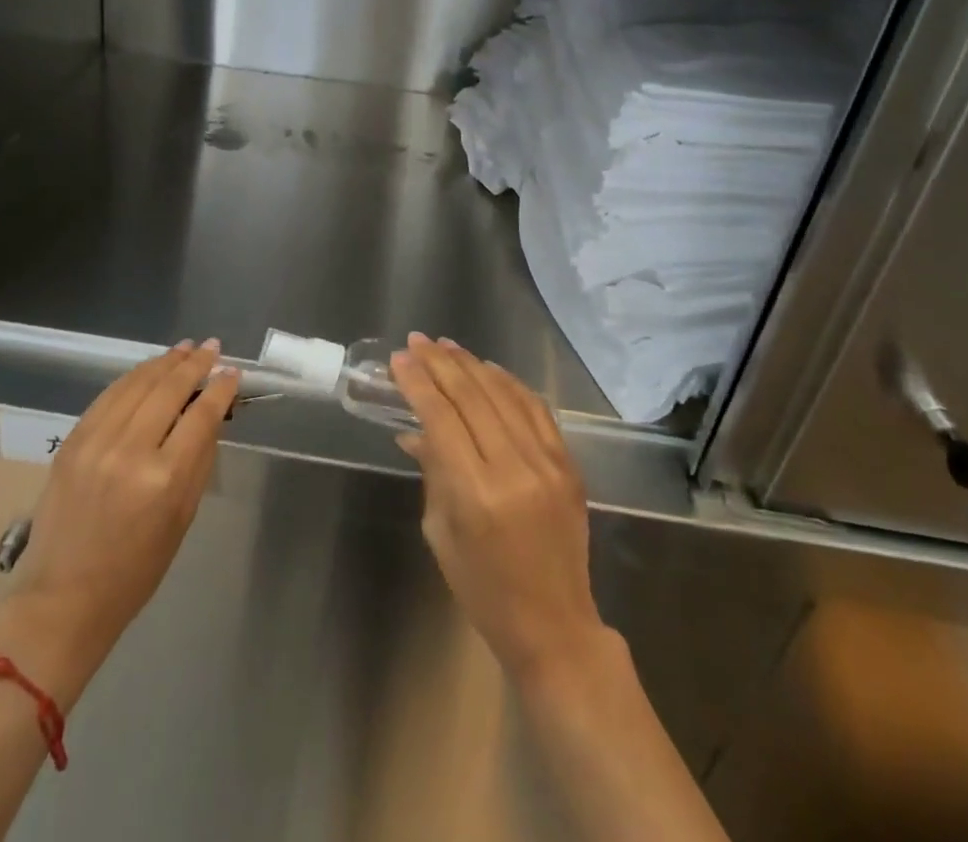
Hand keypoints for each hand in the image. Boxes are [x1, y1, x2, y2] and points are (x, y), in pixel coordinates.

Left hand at [0, 341, 237, 704]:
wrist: (64, 597)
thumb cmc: (136, 570)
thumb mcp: (182, 518)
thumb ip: (199, 460)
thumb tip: (211, 415)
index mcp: (164, 478)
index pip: (201, 415)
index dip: (220, 389)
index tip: (233, 372)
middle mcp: (129, 451)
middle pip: (169, 389)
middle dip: (195, 364)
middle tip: (212, 347)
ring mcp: (96, 442)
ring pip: (137, 384)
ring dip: (164, 362)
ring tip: (185, 349)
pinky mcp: (72, 441)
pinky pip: (108, 396)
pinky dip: (133, 378)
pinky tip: (148, 370)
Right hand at [390, 335, 617, 689]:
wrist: (555, 626)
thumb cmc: (483, 589)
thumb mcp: (440, 533)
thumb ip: (432, 472)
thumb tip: (416, 430)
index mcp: (476, 493)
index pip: (440, 418)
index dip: (417, 383)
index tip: (399, 359)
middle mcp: (514, 469)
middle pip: (471, 397)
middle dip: (439, 363)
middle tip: (417, 341)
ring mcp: (547, 464)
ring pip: (504, 394)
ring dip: (472, 364)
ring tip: (446, 345)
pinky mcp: (568, 465)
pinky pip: (536, 409)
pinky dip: (510, 383)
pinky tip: (489, 369)